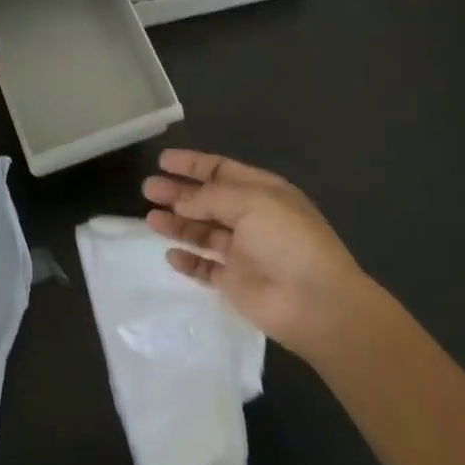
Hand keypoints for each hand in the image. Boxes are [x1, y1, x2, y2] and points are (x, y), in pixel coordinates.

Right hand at [142, 150, 378, 358]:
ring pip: (203, 232)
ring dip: (177, 223)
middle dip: (178, 193)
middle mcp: (251, 218)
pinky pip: (205, 267)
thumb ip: (211, 198)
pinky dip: (188, 261)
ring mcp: (243, 252)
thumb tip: (181, 199)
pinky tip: (170, 254)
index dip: (192, 164)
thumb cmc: (288, 241)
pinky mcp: (235, 283)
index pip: (221, 171)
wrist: (316, 303)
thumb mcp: (251, 203)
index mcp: (262, 192)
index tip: (162, 160)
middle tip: (147, 189)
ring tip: (150, 219)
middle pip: (207, 200)